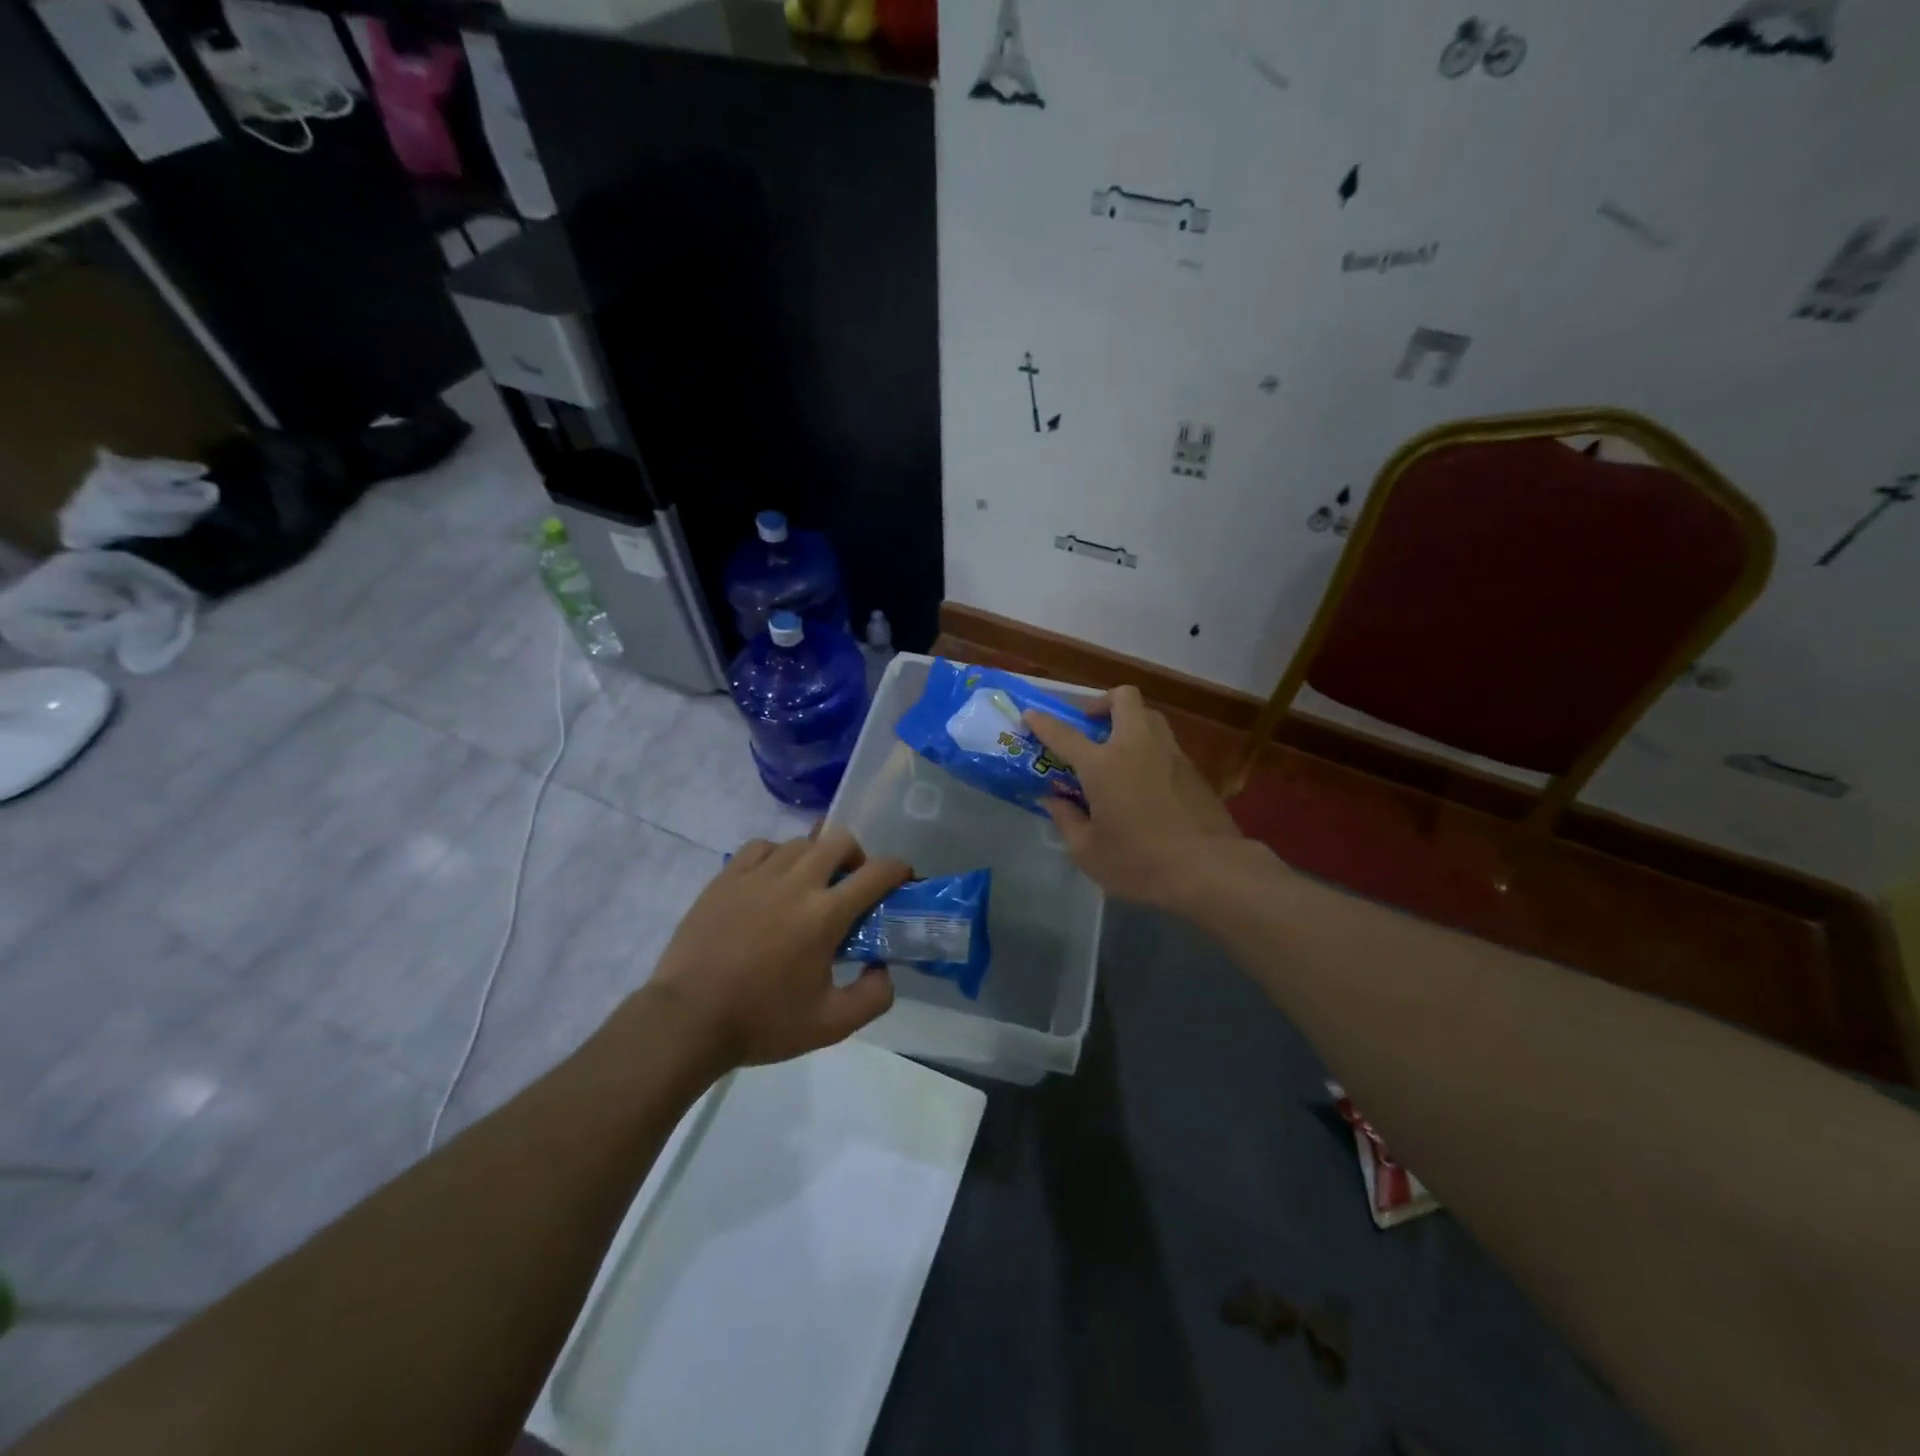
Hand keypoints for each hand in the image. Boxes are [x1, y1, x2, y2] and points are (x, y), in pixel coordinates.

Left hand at [646, 829, 911, 1068]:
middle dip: (856, 856)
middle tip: (851, 884)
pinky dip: (777, 855)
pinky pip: (762, 846)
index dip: (897, 870)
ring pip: (800, 842)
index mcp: (825, 914)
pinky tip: (772, 880)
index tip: (901, 879)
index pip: (876, 873)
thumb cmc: (762, 1022)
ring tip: (810, 885)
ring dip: (816, 856)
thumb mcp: (831, 1025)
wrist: (687, 1020)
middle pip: (839, 840)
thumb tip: (883, 968)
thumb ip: (873, 997)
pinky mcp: (726, 878)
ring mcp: (757, 875)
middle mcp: (796, 883)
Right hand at [1024, 685, 1243, 906]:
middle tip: (1089, 726)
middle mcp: (1136, 746)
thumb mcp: (1087, 852)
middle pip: (1122, 698)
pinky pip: (1165, 743)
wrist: (1208, 868)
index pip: (1064, 733)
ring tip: (1117, 749)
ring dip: (1129, 721)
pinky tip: (1144, 778)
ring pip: (1149, 715)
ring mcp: (1169, 753)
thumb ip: (1066, 820)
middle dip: (1100, 703)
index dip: (1042, 722)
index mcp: (1103, 764)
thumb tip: (1054, 800)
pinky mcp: (1192, 769)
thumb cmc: (1139, 861)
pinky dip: (1148, 748)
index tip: (1030, 716)